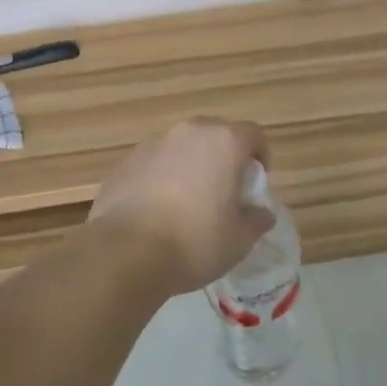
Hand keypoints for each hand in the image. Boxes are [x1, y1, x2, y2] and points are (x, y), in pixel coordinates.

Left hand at [88, 119, 274, 297]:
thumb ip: (255, 220)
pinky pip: (154, 163)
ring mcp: (152, 144)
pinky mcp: (125, 162)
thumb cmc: (195, 241)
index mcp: (223, 142)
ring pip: (181, 147)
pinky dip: (161, 177)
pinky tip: (157, 210)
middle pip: (215, 135)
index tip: (255, 182)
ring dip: (190, 165)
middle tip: (224, 190)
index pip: (253, 135)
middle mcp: (188, 132)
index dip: (260, 156)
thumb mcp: (239, 239)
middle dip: (223, 157)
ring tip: (188, 202)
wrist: (126, 252)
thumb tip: (261, 213)